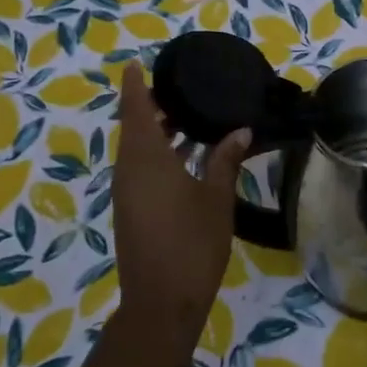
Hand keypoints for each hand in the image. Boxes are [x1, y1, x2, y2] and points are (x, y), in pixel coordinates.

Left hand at [111, 63, 251, 334]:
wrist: (162, 303)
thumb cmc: (192, 244)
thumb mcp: (216, 198)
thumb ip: (225, 160)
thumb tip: (240, 131)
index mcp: (145, 159)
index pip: (135, 109)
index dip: (134, 84)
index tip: (137, 63)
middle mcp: (129, 170)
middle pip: (133, 127)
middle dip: (151, 106)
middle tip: (181, 89)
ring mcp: (126, 192)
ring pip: (136, 149)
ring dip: (156, 132)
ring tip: (189, 117)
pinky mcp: (130, 210)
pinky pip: (139, 169)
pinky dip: (157, 154)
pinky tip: (185, 157)